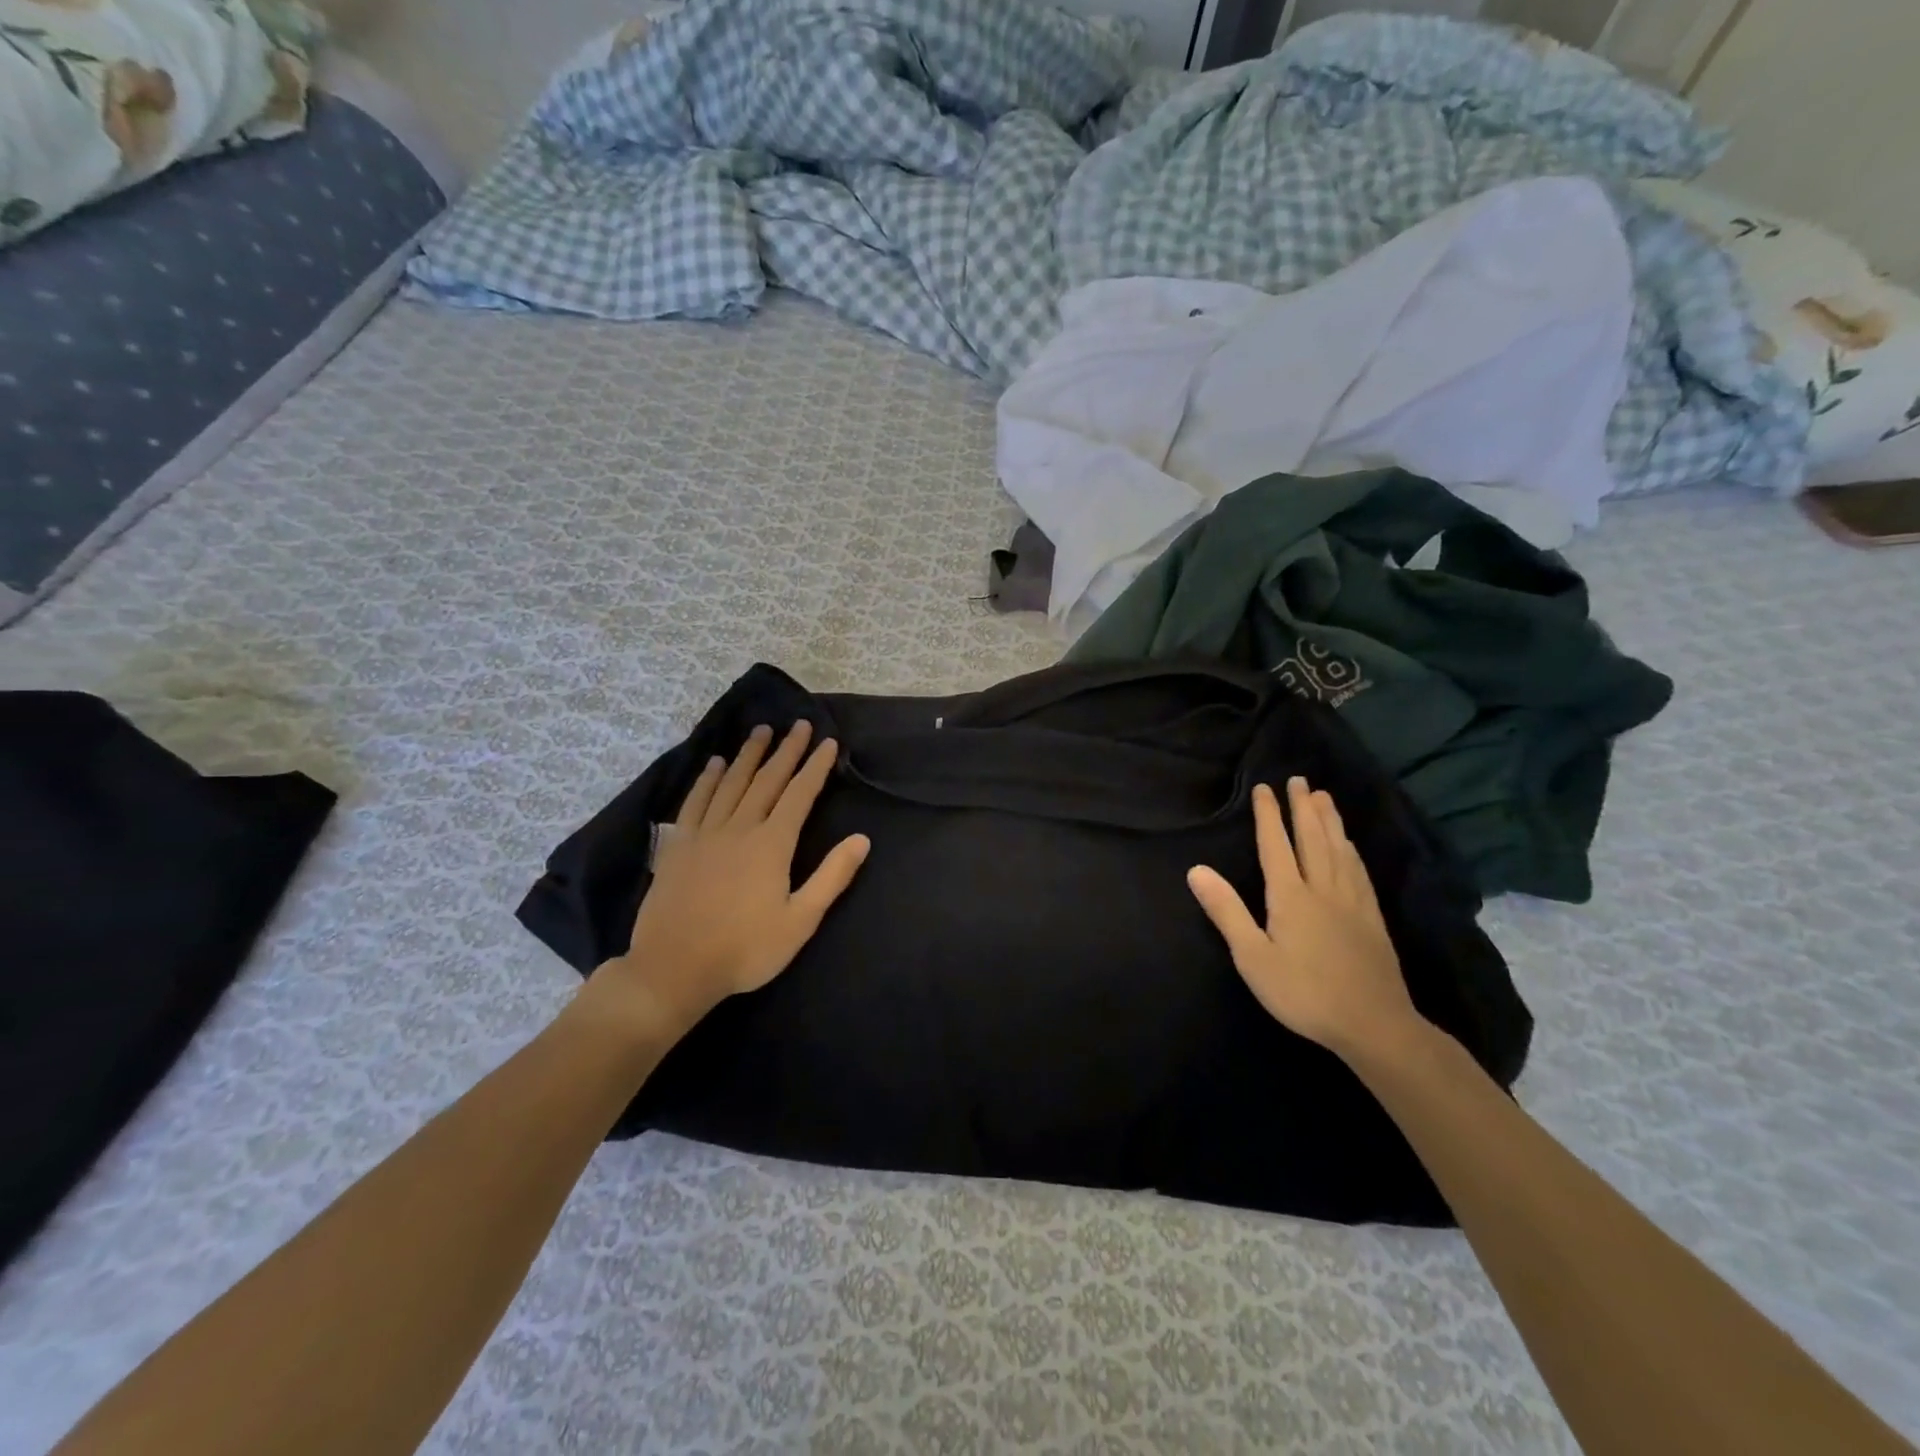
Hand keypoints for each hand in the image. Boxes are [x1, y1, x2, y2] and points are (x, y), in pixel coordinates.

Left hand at [595, 721, 869, 1034]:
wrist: (675, 968)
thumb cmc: (745, 949)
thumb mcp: (800, 921)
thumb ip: (832, 877)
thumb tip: (862, 839)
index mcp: (772, 844)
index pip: (800, 794)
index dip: (815, 766)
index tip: (828, 742)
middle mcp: (740, 827)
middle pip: (767, 780)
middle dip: (786, 750)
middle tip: (798, 724)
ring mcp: (705, 833)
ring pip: (731, 783)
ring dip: (748, 755)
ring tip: (761, 731)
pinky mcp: (678, 845)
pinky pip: (695, 801)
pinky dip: (706, 779)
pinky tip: (713, 764)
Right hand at [1187, 777, 1426, 1064]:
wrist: (1373, 1024)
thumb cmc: (1303, 992)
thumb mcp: (1253, 957)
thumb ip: (1226, 911)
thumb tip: (1196, 870)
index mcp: (1290, 896)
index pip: (1275, 845)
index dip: (1268, 815)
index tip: (1264, 788)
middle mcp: (1322, 888)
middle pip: (1312, 838)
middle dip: (1303, 808)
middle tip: (1299, 780)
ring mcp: (1351, 901)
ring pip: (1339, 849)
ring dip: (1329, 820)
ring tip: (1324, 797)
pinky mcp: (1371, 917)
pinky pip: (1358, 871)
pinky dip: (1350, 849)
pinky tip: (1350, 845)